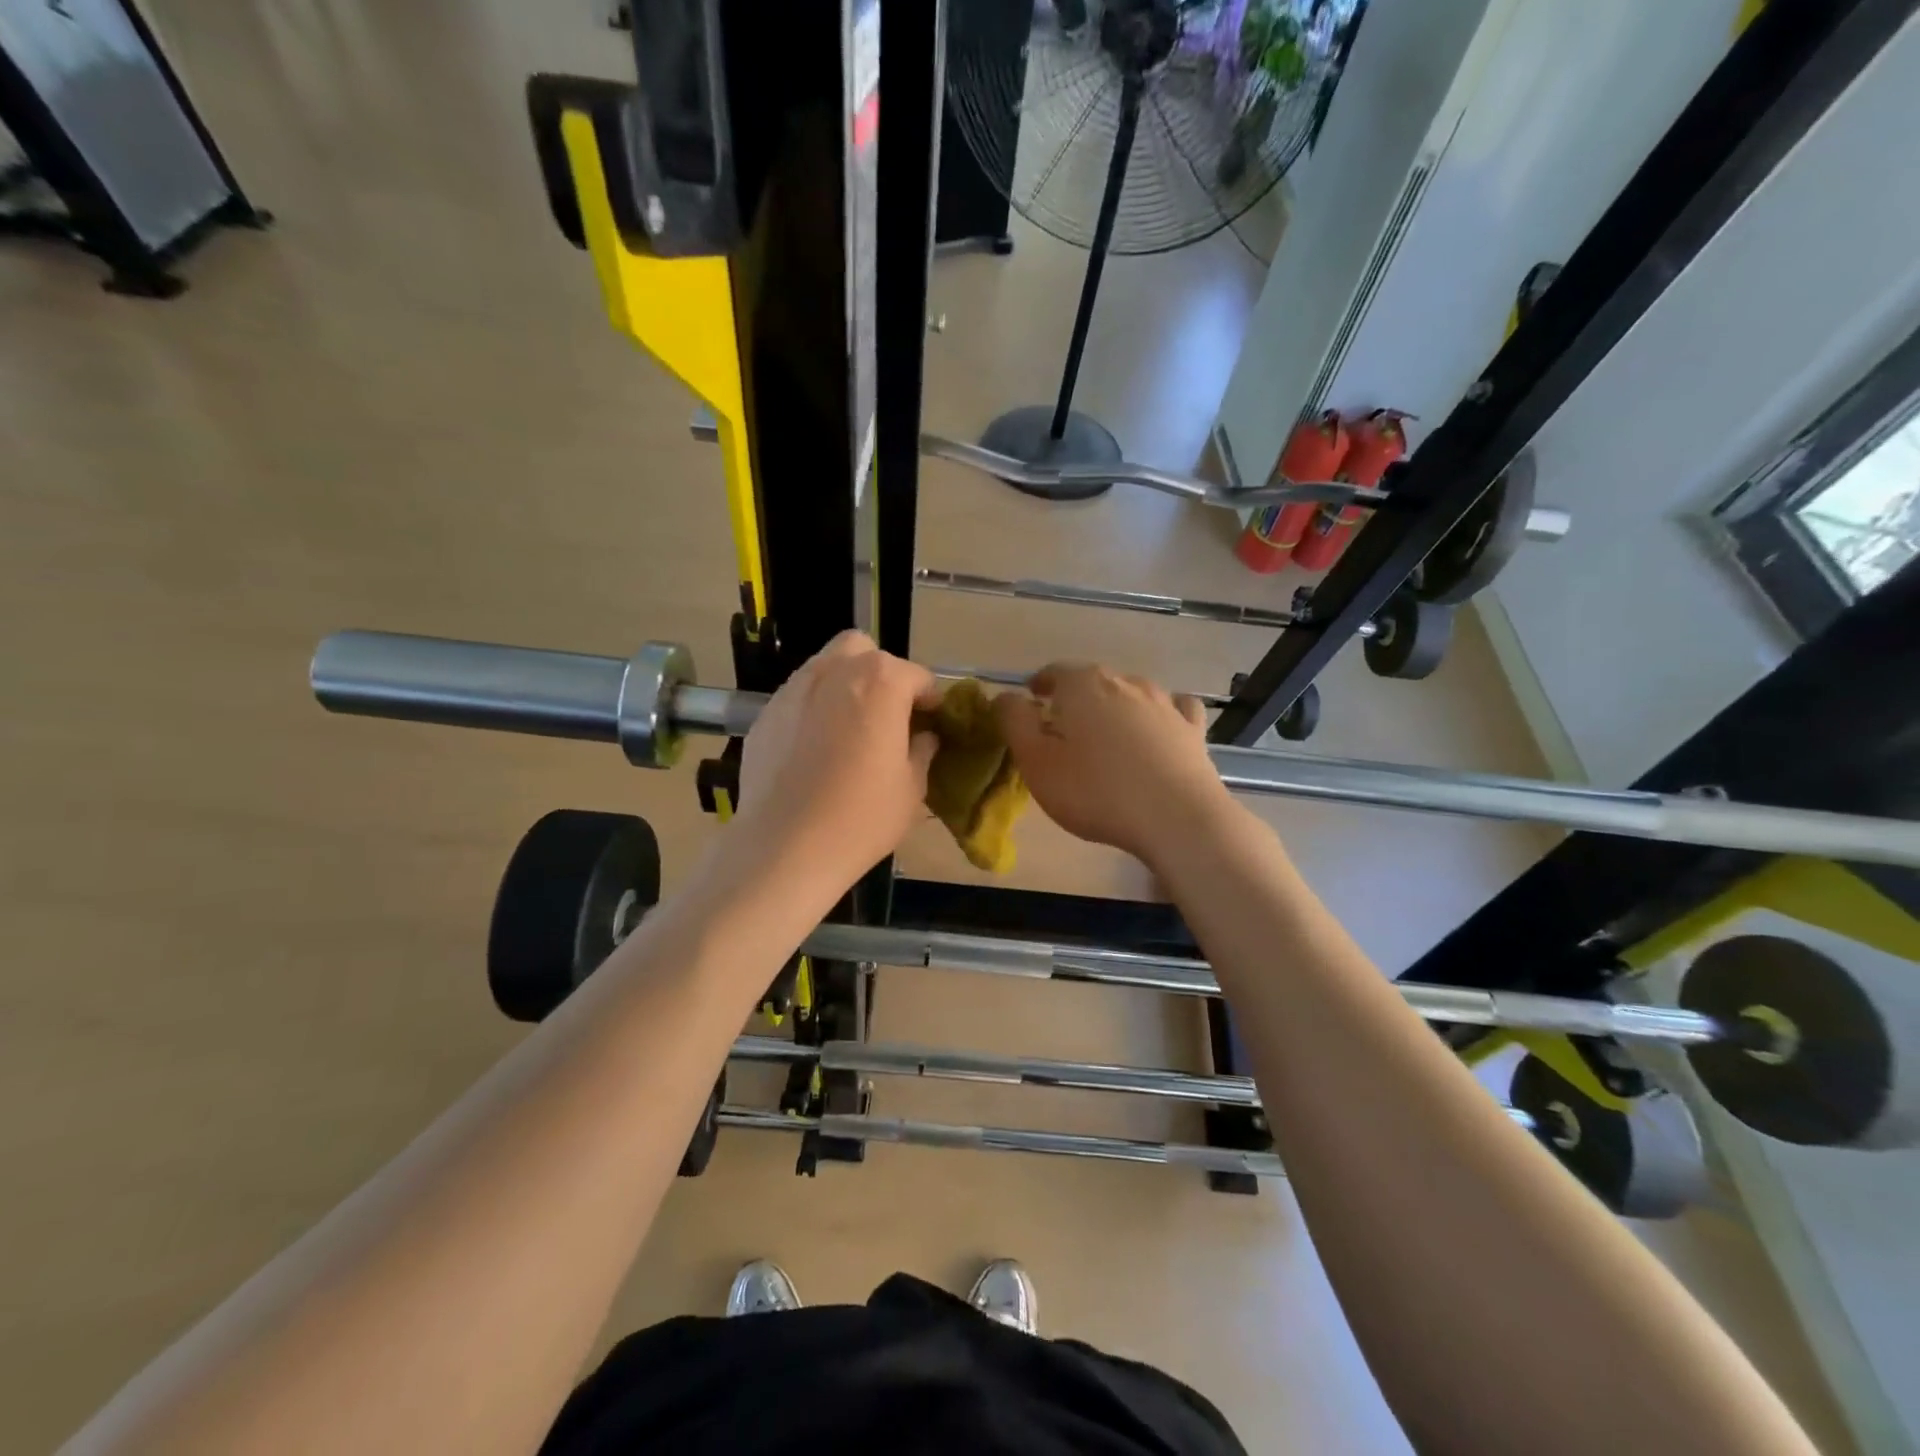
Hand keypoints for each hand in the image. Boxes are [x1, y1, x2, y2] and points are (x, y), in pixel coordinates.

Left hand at [737, 632, 941, 884]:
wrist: (785, 848)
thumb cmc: (862, 817)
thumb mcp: (912, 788)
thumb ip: (922, 750)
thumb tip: (923, 736)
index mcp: (881, 682)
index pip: (917, 676)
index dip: (930, 700)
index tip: (931, 725)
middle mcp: (835, 671)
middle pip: (865, 651)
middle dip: (881, 674)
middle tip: (887, 715)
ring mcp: (794, 689)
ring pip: (826, 666)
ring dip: (845, 685)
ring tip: (849, 729)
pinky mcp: (765, 714)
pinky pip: (798, 697)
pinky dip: (813, 709)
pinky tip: (814, 749)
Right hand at [993, 663, 1227, 865]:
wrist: (1176, 817)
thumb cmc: (1095, 791)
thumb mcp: (1036, 762)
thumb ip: (1015, 722)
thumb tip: (1005, 696)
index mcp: (1083, 685)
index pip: (1054, 672)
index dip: (1039, 685)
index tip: (1031, 701)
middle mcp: (1125, 682)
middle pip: (1092, 681)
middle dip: (1074, 698)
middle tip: (1062, 727)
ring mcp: (1164, 702)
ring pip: (1131, 692)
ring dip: (1115, 706)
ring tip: (1106, 734)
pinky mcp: (1192, 728)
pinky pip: (1173, 708)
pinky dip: (1159, 714)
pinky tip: (1158, 729)